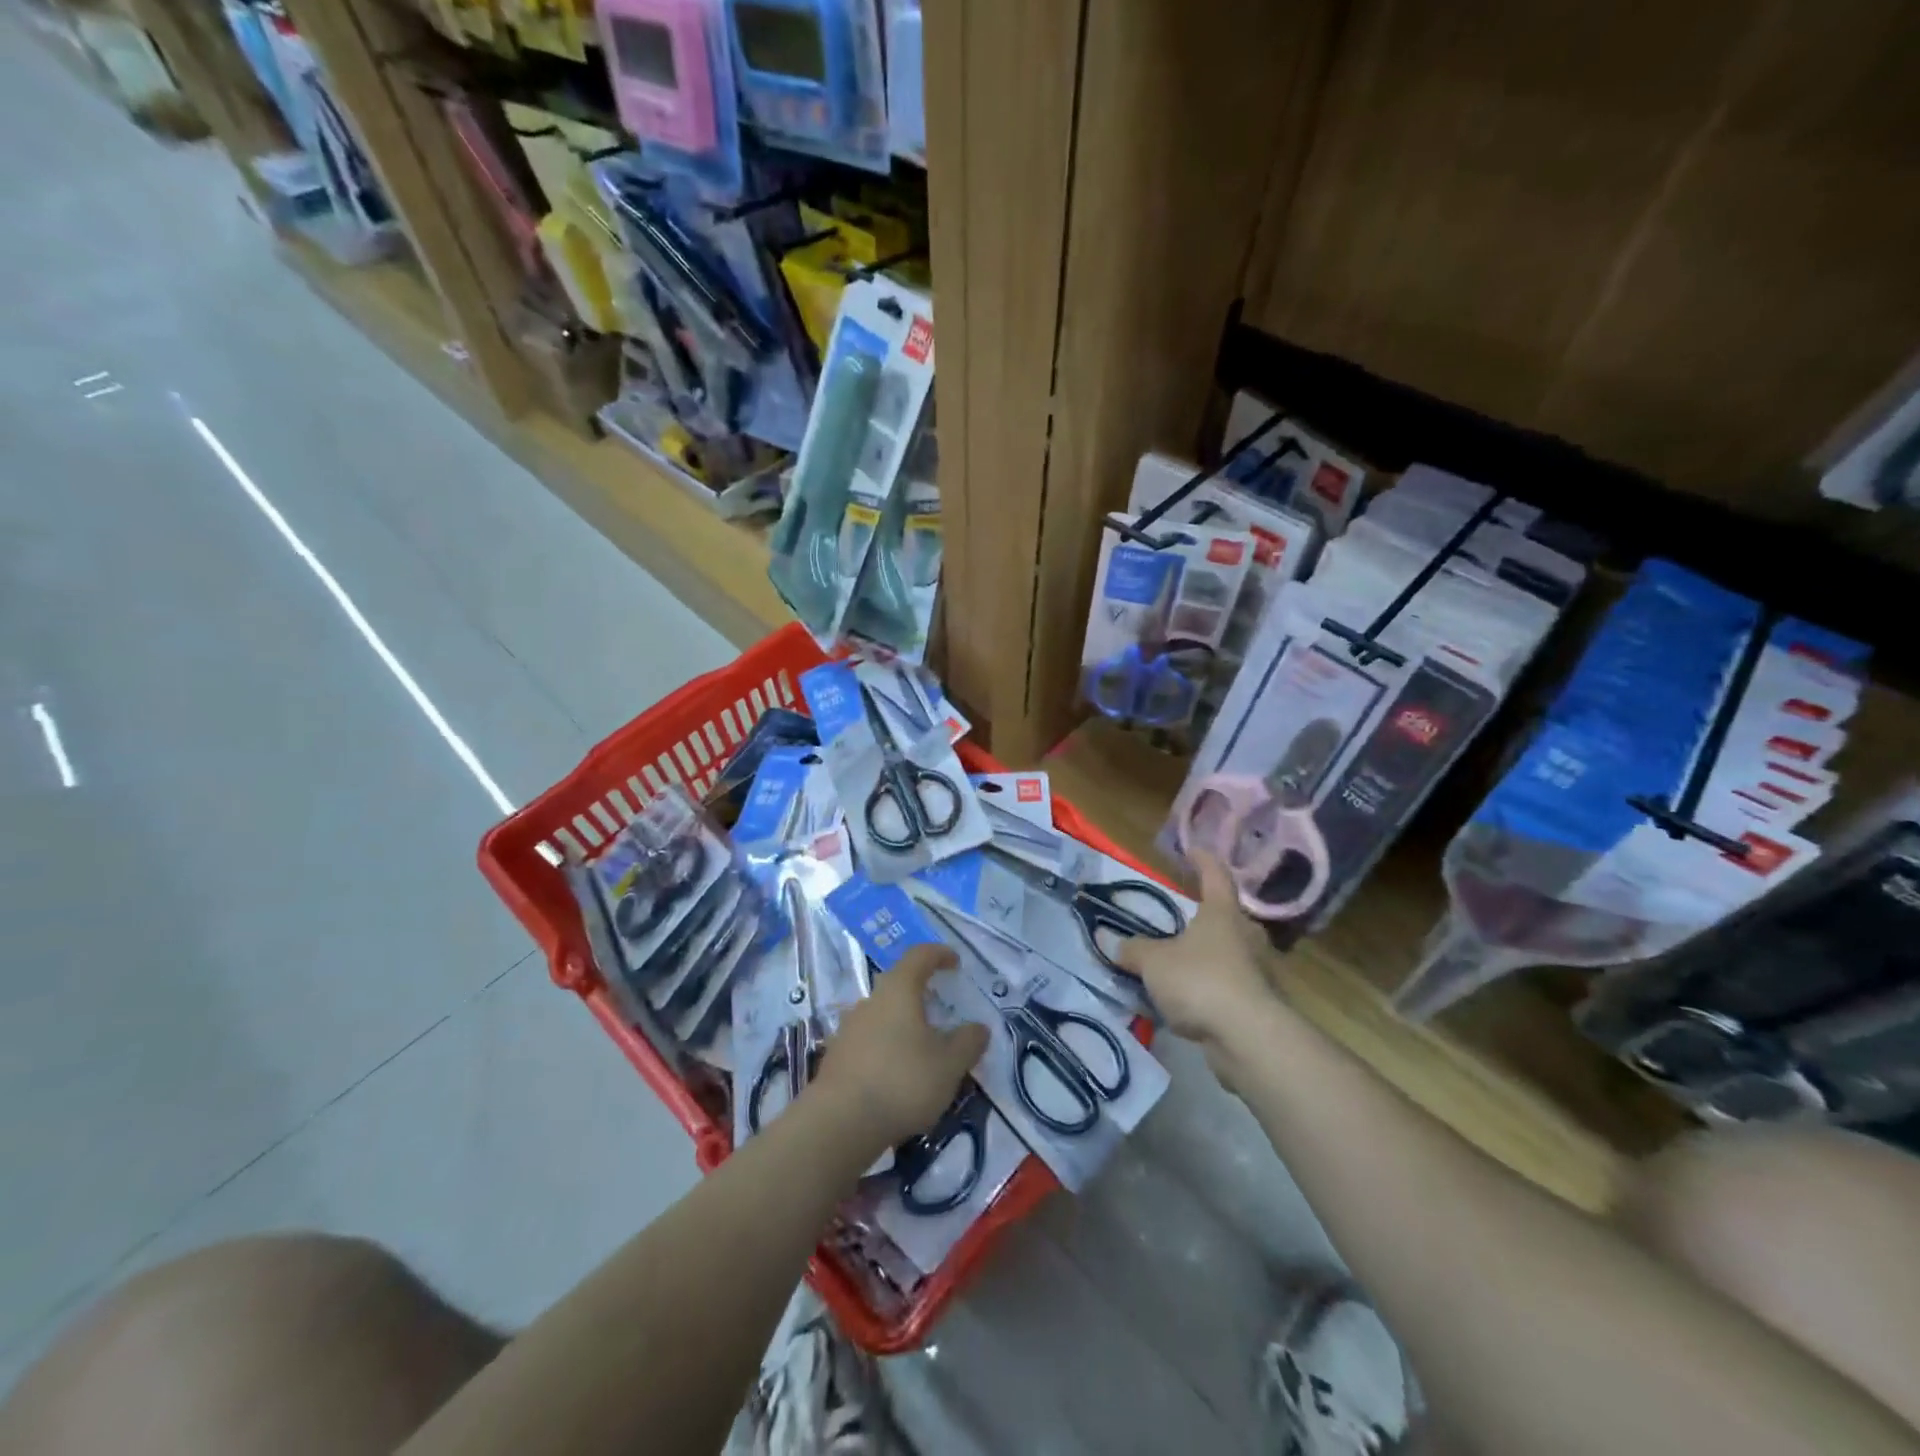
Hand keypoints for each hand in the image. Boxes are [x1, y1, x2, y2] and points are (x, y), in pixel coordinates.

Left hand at [810, 944, 988, 1152]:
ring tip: (923, 1050)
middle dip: (921, 994)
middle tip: (942, 1011)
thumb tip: (979, 1028)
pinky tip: (898, 1076)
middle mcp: (870, 1001)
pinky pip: (869, 1042)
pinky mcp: (837, 1057)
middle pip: (898, 985)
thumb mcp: (949, 1065)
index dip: (939, 954)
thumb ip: (968, 1042)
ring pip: (883, 1016)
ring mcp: (849, 1029)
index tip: (955, 962)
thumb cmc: (902, 1082)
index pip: (919, 956)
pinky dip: (887, 1050)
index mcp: (899, 990)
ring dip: (903, 1025)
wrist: (839, 1123)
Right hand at [1117, 852, 1279, 1064]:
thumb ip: (1133, 950)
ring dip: (1209, 955)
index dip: (1203, 861)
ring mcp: (1259, 970)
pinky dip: (1212, 987)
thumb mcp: (1154, 962)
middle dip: (1206, 915)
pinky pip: (1231, 985)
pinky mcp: (1261, 1003)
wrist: (1249, 1038)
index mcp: (1222, 913)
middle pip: (1227, 915)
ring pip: (1230, 952)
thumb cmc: (1201, 981)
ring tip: (1181, 963)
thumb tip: (1111, 941)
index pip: (1215, 875)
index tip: (1193, 851)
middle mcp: (1246, 935)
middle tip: (1182, 918)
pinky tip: (1192, 1000)